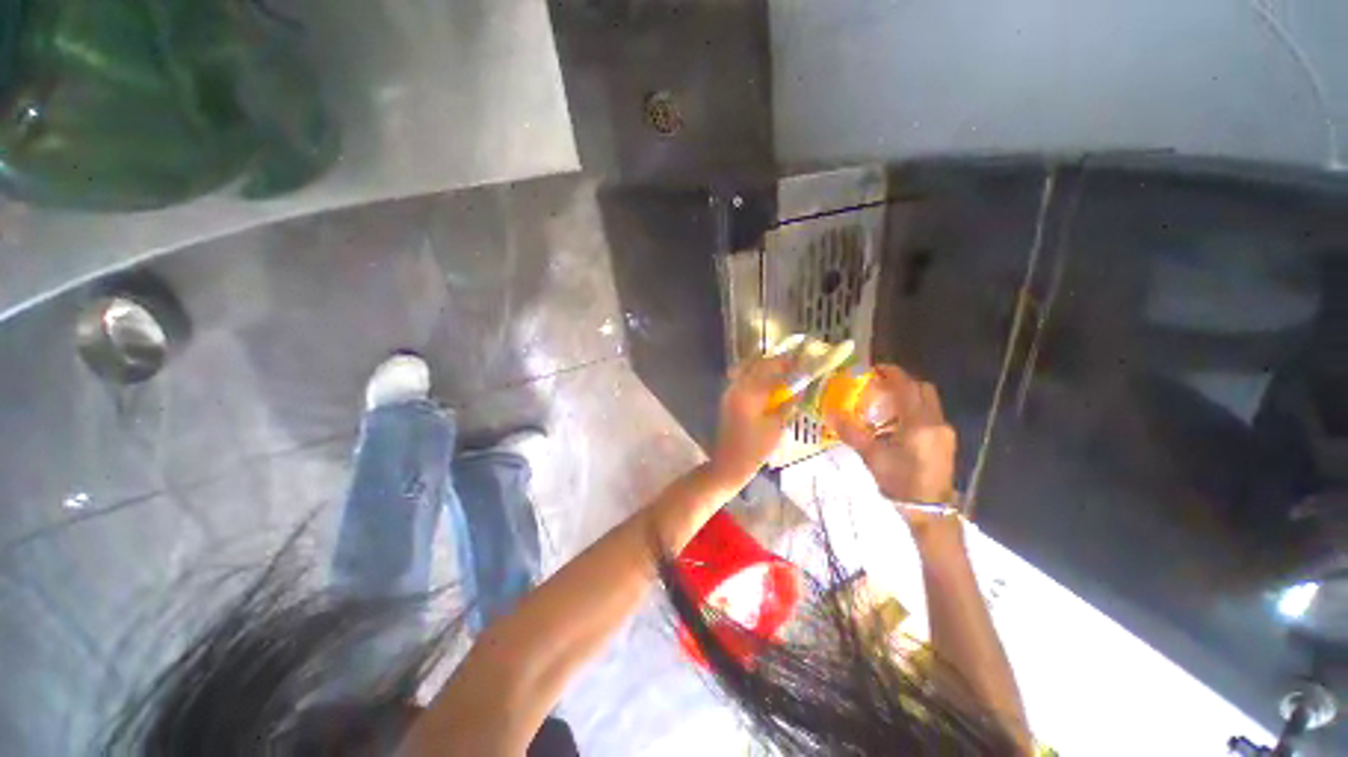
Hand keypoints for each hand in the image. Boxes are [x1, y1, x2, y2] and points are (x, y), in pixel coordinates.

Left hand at [711, 354, 793, 481]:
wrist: (729, 463)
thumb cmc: (755, 449)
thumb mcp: (776, 427)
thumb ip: (787, 404)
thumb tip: (800, 389)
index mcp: (750, 393)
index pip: (771, 370)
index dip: (789, 365)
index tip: (803, 363)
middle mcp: (737, 386)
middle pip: (757, 364)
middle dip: (777, 362)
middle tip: (795, 365)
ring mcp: (730, 391)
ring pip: (748, 368)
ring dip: (765, 366)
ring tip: (783, 371)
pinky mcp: (728, 398)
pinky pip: (742, 378)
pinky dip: (756, 375)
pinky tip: (768, 382)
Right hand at [825, 365, 957, 525]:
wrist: (929, 509)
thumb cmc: (899, 481)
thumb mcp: (871, 456)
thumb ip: (852, 432)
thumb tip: (830, 413)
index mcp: (918, 423)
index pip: (907, 387)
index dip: (892, 374)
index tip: (875, 369)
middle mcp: (935, 421)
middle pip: (923, 389)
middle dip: (903, 382)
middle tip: (880, 385)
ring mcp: (943, 430)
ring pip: (929, 401)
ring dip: (909, 395)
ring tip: (886, 403)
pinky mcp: (946, 440)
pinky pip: (931, 414)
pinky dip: (915, 409)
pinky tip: (898, 423)